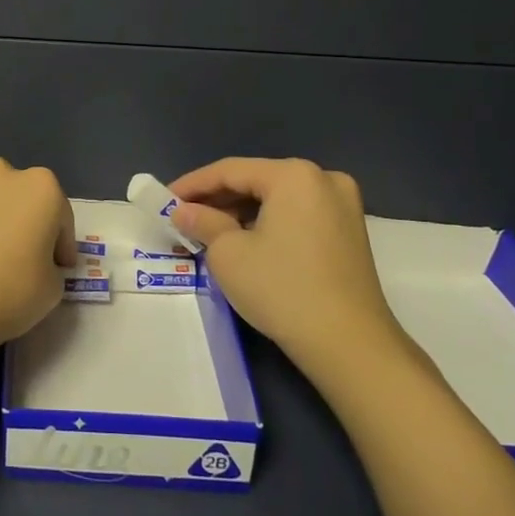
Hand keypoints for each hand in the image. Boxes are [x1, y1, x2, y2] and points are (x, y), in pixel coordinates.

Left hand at [0, 157, 72, 357]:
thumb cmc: (11, 290)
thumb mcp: (53, 287)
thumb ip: (49, 265)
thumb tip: (35, 264)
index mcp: (39, 186)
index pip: (60, 216)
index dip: (61, 245)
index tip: (58, 268)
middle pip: (21, 199)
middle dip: (24, 223)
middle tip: (24, 258)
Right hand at [170, 158, 405, 362]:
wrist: (350, 345)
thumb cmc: (282, 289)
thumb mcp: (228, 253)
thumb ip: (202, 222)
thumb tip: (184, 212)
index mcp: (294, 175)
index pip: (230, 170)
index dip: (192, 185)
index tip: (165, 200)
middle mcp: (323, 179)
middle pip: (256, 181)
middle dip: (217, 199)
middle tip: (183, 217)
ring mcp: (342, 206)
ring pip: (277, 199)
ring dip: (241, 212)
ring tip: (208, 231)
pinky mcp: (350, 232)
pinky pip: (297, 215)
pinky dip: (268, 223)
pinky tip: (244, 241)